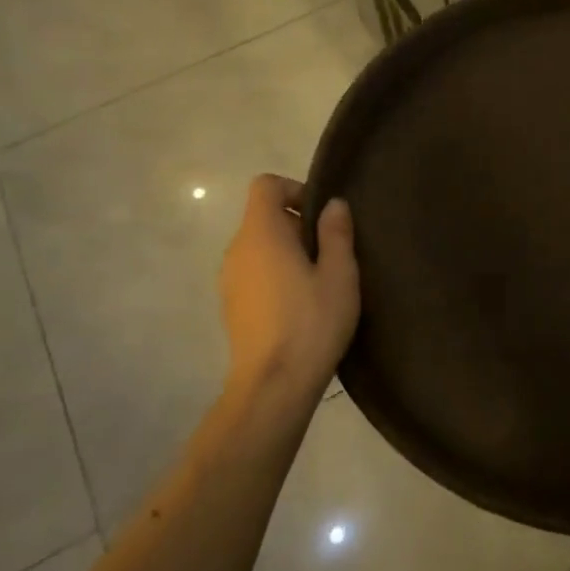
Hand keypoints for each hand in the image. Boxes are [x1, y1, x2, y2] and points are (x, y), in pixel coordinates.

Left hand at [218, 175, 358, 404]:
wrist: (274, 384)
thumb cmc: (312, 322)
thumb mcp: (340, 275)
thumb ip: (336, 233)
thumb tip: (332, 204)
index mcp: (262, 233)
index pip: (265, 185)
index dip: (295, 189)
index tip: (322, 217)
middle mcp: (237, 249)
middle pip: (264, 217)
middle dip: (299, 225)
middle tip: (332, 255)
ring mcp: (229, 279)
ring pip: (261, 247)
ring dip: (289, 253)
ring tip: (321, 283)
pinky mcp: (232, 305)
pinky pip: (255, 272)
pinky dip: (277, 275)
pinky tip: (301, 306)